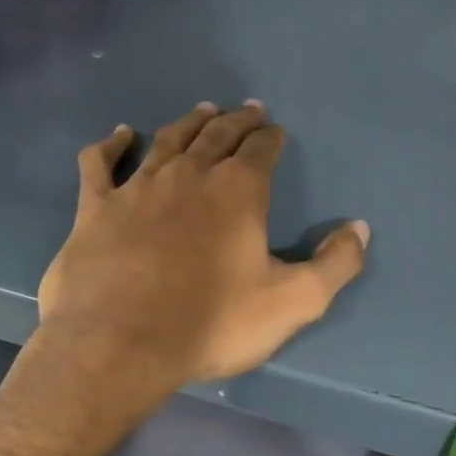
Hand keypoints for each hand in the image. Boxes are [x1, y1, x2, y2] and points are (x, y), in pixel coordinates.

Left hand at [36, 103, 369, 404]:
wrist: (120, 344)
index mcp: (238, 192)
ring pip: (167, 140)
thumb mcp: (292, 302)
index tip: (274, 131)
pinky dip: (111, 144)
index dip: (270, 138)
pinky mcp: (95, 208)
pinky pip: (100, 162)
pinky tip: (119, 135)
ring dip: (188, 123)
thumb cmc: (211, 323)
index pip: (261, 150)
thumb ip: (334, 265)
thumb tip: (360, 229)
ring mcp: (137, 187)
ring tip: (202, 112)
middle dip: (236, 121)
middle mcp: (188, 175)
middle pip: (216, 135)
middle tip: (246, 111)